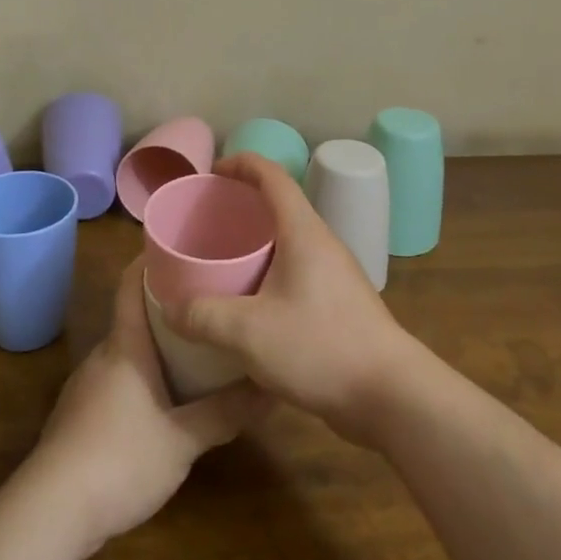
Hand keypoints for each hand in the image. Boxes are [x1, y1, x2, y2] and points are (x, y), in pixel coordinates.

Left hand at [27, 261, 266, 556]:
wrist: (51, 511)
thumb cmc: (119, 460)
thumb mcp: (182, 440)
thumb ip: (224, 414)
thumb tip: (270, 389)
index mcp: (124, 347)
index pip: (131, 285)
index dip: (150, 260)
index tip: (181, 246)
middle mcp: (103, 357)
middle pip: (134, 316)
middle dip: (169, 306)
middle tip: (209, 301)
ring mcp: (88, 387)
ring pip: (128, 351)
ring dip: (157, 345)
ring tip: (197, 346)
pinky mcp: (82, 417)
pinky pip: (119, 380)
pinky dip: (145, 376)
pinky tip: (167, 397)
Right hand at [165, 153, 422, 444]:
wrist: (391, 395)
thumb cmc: (319, 347)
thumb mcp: (248, 332)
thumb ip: (203, 316)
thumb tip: (169, 309)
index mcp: (303, 232)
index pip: (272, 176)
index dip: (241, 164)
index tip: (211, 172)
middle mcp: (322, 243)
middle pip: (279, 206)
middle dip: (242, 205)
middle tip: (206, 221)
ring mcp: (335, 274)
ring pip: (288, 242)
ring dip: (256, 242)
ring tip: (220, 260)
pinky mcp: (340, 304)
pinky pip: (297, 271)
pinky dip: (269, 272)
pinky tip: (249, 303)